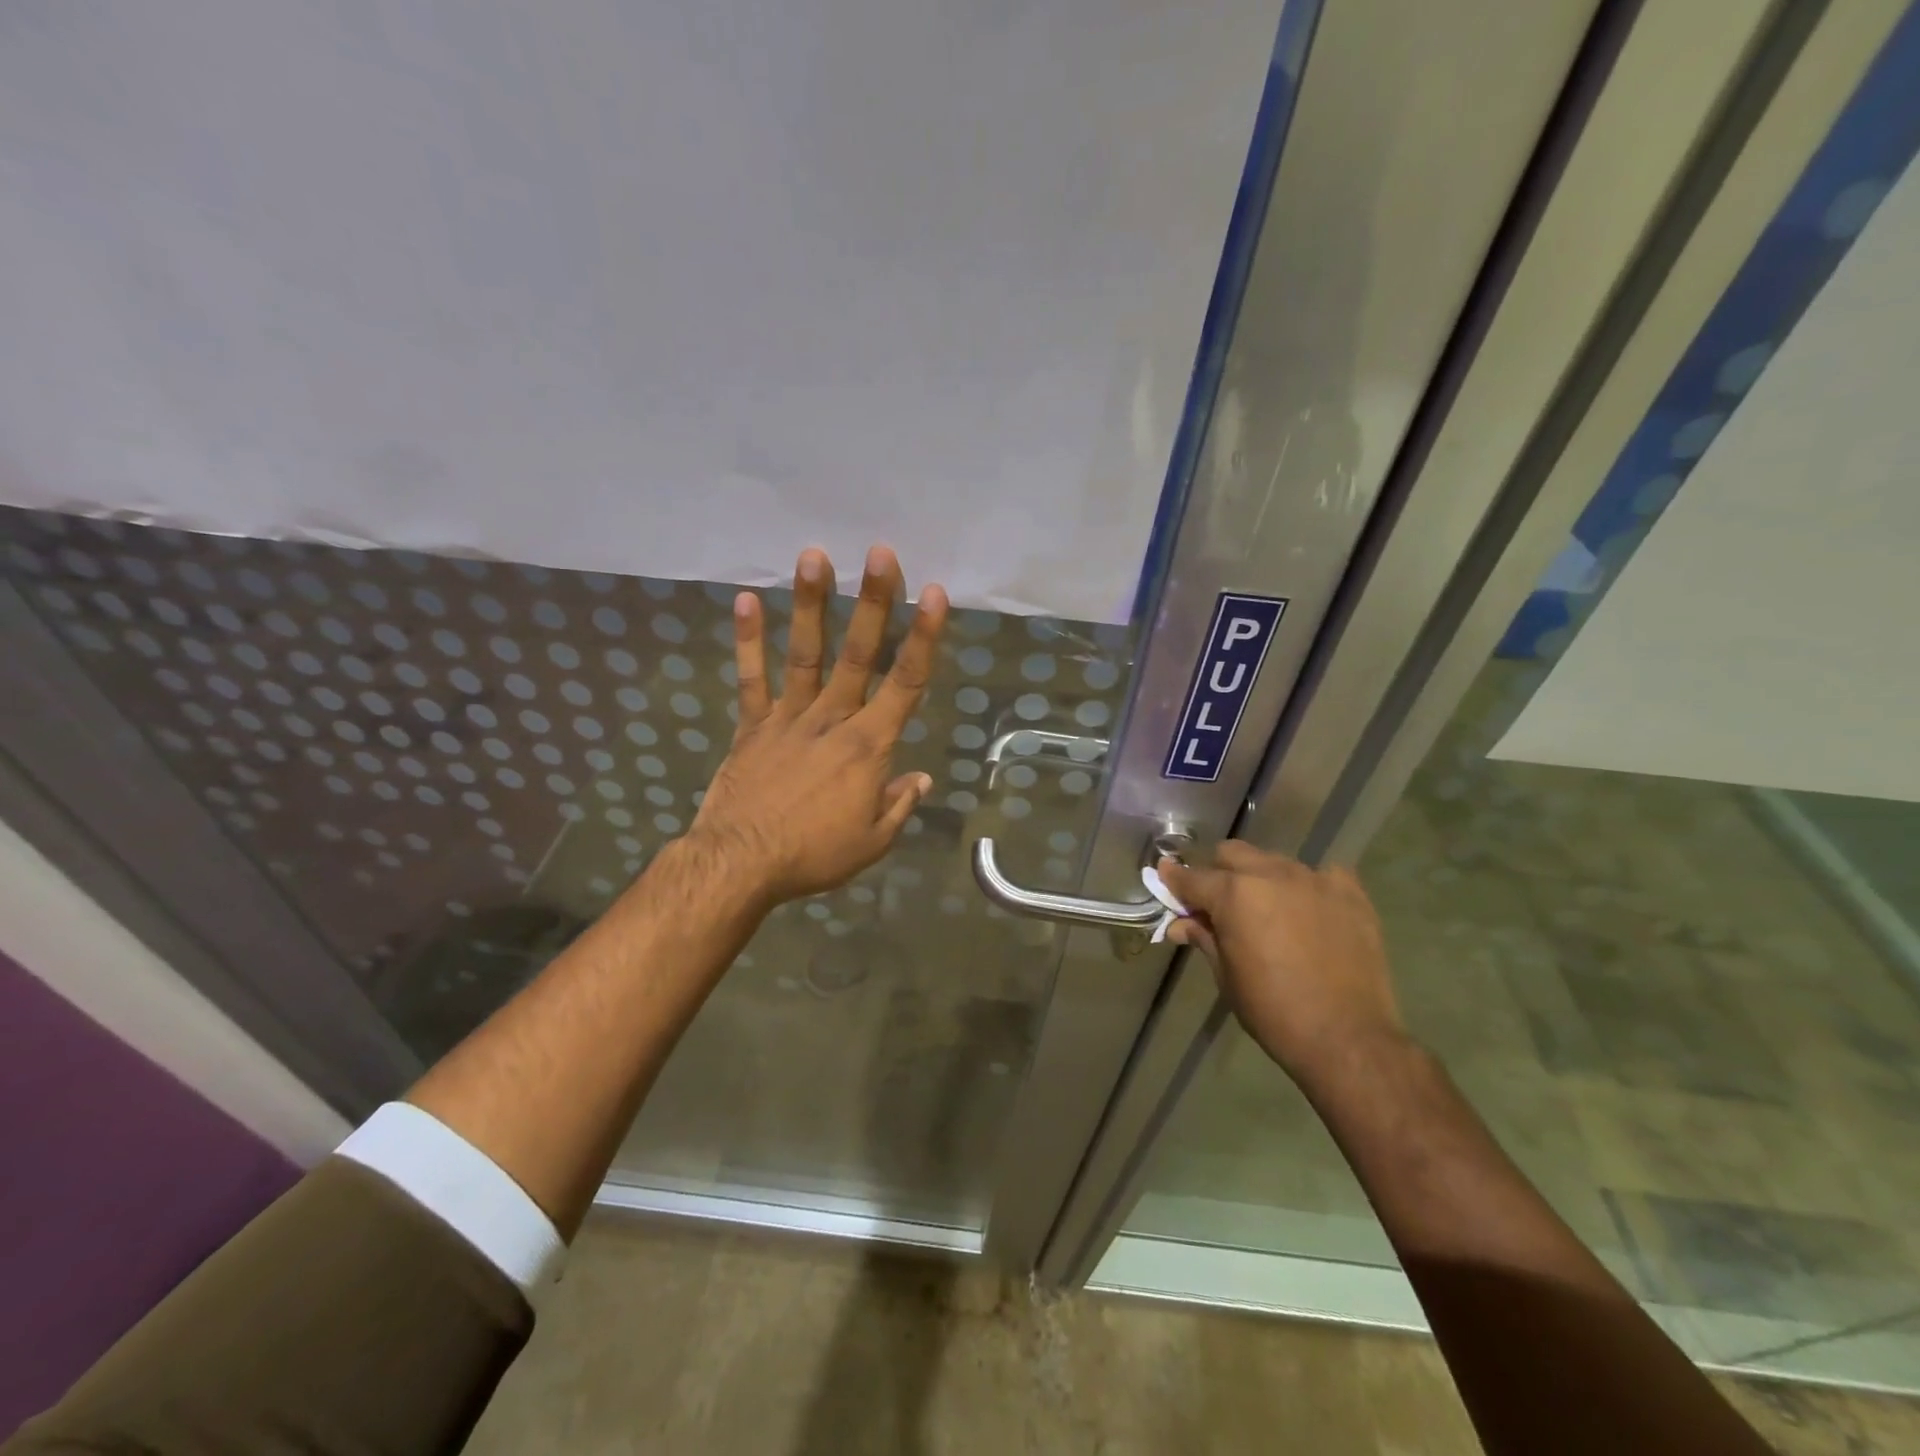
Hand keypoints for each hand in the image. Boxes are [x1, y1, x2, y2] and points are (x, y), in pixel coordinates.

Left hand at [687, 544, 947, 905]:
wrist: (741, 863)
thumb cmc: (814, 855)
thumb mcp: (872, 841)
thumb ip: (899, 804)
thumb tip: (921, 778)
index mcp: (868, 746)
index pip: (905, 683)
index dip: (923, 637)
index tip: (933, 594)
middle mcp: (832, 719)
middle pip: (859, 654)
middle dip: (873, 602)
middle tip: (880, 553)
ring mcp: (788, 718)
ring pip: (806, 654)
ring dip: (811, 605)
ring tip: (814, 556)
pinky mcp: (752, 726)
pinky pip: (751, 678)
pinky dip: (748, 640)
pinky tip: (746, 600)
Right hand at [1160, 842, 1406, 1082]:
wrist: (1348, 1039)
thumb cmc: (1274, 1012)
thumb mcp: (1227, 976)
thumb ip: (1204, 938)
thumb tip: (1182, 924)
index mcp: (1234, 895)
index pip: (1192, 877)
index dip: (1174, 879)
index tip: (1165, 877)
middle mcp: (1271, 874)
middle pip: (1232, 854)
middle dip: (1218, 874)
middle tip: (1220, 905)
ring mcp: (1314, 879)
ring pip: (1274, 861)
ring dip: (1261, 879)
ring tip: (1269, 912)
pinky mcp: (1350, 892)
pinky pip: (1322, 874)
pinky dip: (1308, 887)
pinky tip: (1311, 912)